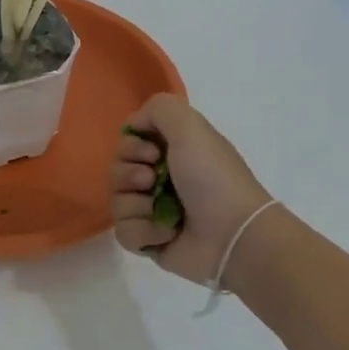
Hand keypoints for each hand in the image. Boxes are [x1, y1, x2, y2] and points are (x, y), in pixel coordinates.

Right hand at [110, 94, 271, 286]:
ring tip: (162, 211)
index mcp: (171, 151)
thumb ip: (159, 108)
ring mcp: (152, 211)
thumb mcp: (191, 126)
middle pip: (116, 170)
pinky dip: (143, 231)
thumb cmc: (212, 178)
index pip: (128, 142)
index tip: (151, 152)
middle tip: (152, 181)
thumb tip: (133, 126)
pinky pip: (124, 232)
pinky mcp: (149, 241)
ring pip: (116, 201)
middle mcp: (160, 178)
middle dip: (129, 174)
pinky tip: (167, 233)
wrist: (232, 235)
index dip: (131, 146)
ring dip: (137, 205)